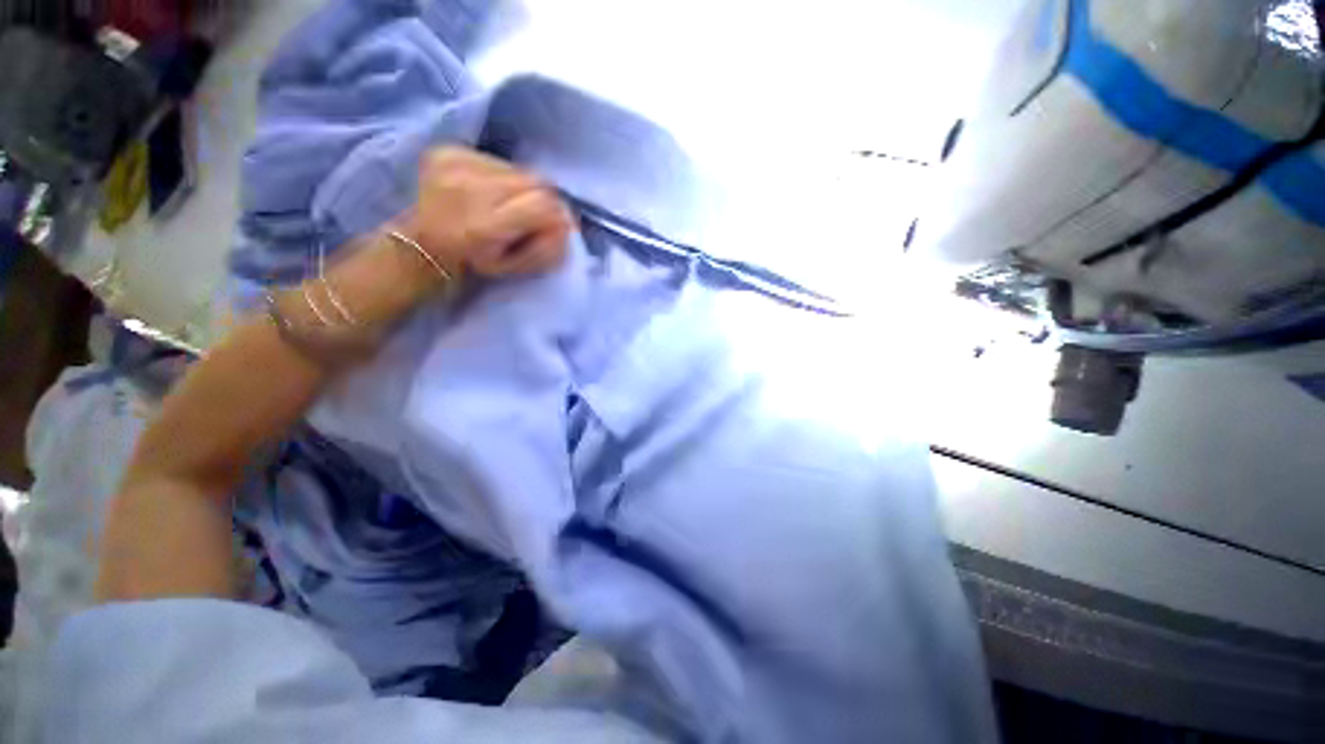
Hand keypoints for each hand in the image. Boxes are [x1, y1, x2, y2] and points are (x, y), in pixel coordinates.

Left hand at [396, 147, 573, 278]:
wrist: (422, 243)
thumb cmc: (473, 263)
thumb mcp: (514, 267)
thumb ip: (546, 248)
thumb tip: (567, 224)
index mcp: (483, 225)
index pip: (543, 204)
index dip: (558, 215)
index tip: (560, 227)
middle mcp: (468, 187)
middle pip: (535, 180)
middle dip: (544, 200)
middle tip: (537, 216)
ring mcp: (454, 163)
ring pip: (519, 169)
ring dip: (524, 188)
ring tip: (509, 205)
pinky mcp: (448, 150)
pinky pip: (497, 160)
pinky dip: (503, 177)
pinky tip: (489, 192)